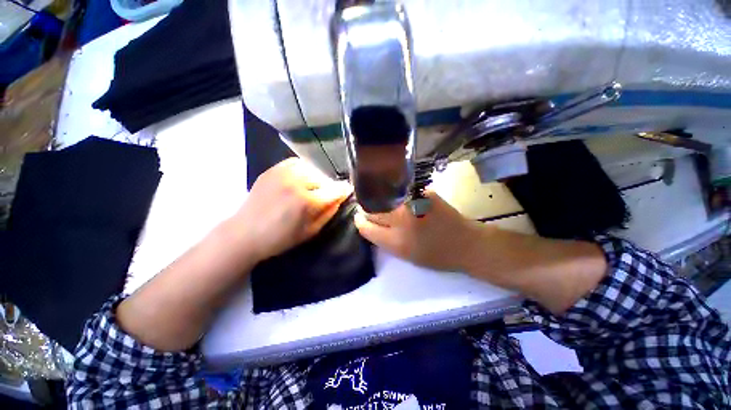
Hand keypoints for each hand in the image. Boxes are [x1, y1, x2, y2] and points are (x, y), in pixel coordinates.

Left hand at [233, 158, 351, 260]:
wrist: (245, 233)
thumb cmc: (280, 238)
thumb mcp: (311, 231)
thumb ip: (329, 212)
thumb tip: (340, 198)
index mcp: (307, 202)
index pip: (335, 190)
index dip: (344, 190)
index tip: (347, 191)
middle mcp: (297, 183)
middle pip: (324, 178)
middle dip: (328, 187)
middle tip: (324, 195)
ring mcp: (283, 173)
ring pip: (311, 169)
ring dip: (316, 178)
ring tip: (312, 187)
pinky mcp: (272, 170)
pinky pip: (296, 163)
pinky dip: (303, 169)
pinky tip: (300, 179)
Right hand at [354, 191, 480, 271]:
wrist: (466, 243)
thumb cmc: (435, 255)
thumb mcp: (405, 255)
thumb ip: (384, 239)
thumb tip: (368, 222)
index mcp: (396, 241)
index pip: (366, 226)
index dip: (360, 221)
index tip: (360, 217)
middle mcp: (401, 219)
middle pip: (371, 208)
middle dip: (367, 209)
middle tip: (370, 209)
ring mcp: (412, 202)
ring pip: (383, 197)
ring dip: (380, 200)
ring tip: (385, 203)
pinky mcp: (421, 191)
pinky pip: (399, 192)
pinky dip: (395, 195)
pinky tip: (401, 198)